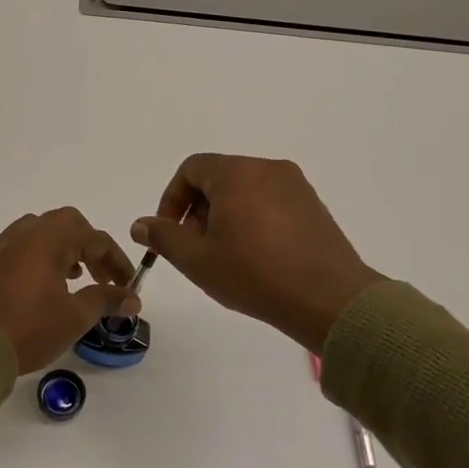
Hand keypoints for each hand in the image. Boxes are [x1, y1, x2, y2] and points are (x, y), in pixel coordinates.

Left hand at [0, 208, 139, 373]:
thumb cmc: (30, 329)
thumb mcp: (75, 317)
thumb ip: (106, 299)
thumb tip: (132, 298)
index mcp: (49, 240)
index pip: (95, 238)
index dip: (117, 261)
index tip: (128, 286)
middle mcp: (23, 234)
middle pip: (66, 224)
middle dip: (89, 246)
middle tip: (100, 277)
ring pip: (36, 230)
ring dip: (59, 247)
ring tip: (70, 277)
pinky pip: (8, 245)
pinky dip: (26, 253)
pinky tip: (29, 275)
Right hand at [132, 155, 380, 353]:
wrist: (328, 299)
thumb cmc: (253, 274)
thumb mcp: (196, 259)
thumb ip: (163, 236)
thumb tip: (140, 225)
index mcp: (236, 173)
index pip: (191, 169)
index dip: (172, 199)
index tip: (171, 233)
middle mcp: (267, 168)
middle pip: (218, 178)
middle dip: (199, 210)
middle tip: (197, 250)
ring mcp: (295, 186)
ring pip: (245, 191)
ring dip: (225, 217)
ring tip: (226, 257)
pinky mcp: (313, 206)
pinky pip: (270, 203)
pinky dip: (254, 221)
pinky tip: (257, 258)